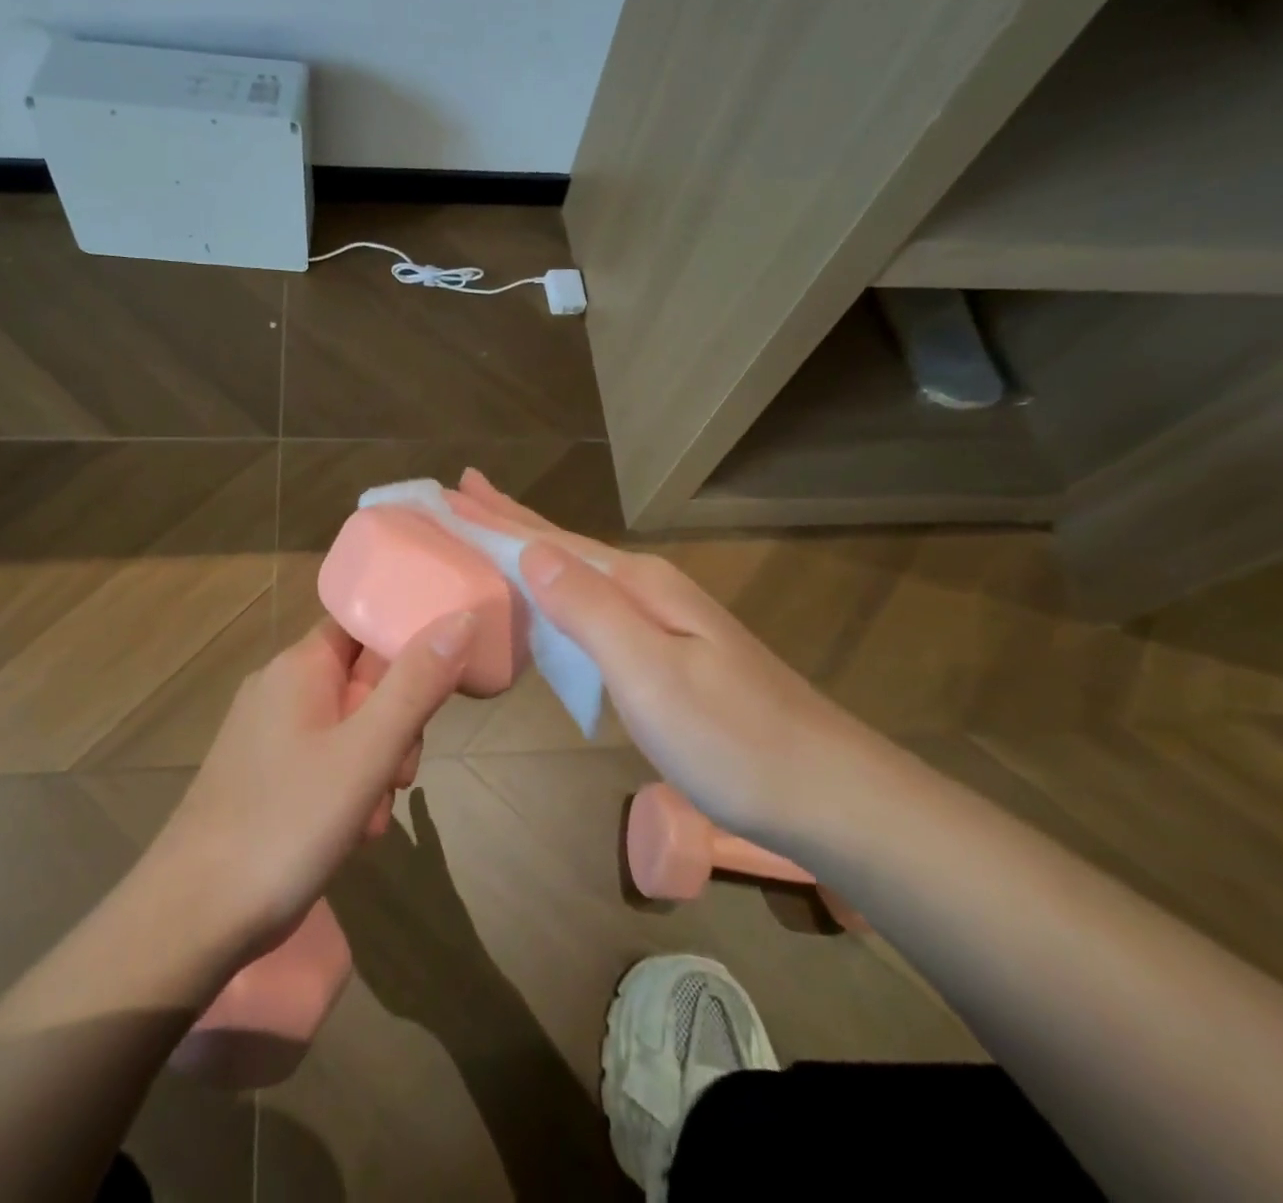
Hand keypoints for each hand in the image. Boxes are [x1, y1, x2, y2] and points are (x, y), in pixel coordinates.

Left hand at [144, 613, 474, 959]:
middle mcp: (280, 687)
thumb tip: (461, 617)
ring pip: (350, 723)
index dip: (405, 640)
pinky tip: (356, 829)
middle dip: (397, 721)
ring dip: (379, 761)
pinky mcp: (265, 773)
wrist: (193, 917)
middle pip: (363, 677)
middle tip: (403, 770)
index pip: (363, 621)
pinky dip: (351, 784)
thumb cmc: (285, 824)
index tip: (441, 677)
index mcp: (299, 666)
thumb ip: (416, 684)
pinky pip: (326, 758)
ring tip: (377, 810)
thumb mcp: (366, 752)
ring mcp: (268, 732)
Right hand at [452, 469, 854, 845]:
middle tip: (465, 494)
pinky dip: (559, 592)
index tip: (454, 490)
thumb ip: (589, 609)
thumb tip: (531, 550)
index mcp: (639, 586)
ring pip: (580, 574)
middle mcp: (650, 590)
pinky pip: (595, 606)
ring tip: (495, 533)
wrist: (827, 792)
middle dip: (512, 521)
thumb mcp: (651, 672)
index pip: (551, 541)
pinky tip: (552, 598)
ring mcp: (665, 621)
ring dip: (533, 551)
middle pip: (565, 547)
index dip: (500, 518)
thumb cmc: (731, 738)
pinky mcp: (671, 653)